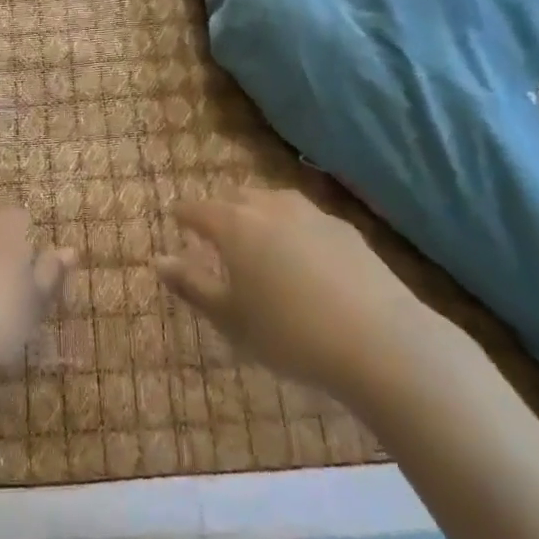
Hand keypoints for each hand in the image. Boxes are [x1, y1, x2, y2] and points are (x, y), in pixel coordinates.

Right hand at [156, 186, 455, 407]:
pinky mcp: (344, 229)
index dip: (184, 213)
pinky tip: (302, 253)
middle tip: (215, 230)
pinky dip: (292, 227)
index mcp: (234, 224)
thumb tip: (159, 260)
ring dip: (258, 212)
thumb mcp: (231, 318)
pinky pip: (305, 217)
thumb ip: (192, 285)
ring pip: (273, 201)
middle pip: (236, 197)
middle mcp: (269, 206)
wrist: (379, 341)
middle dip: (221, 209)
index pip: (198, 209)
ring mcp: (311, 213)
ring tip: (257, 236)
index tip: (175, 217)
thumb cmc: (289, 333)